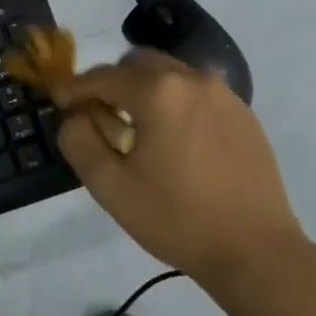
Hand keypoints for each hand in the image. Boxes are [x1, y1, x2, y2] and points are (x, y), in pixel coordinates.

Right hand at [50, 49, 305, 288]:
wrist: (256, 251)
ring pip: (170, 74)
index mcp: (158, 91)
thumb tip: (75, 117)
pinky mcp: (244, 113)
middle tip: (100, 117)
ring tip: (138, 130)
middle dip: (112, 83)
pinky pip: (197, 92)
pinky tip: (176, 141)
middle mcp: (192, 78)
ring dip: (145, 90)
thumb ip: (80, 142)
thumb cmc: (177, 219)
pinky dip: (176, 103)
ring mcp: (223, 93)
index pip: (102, 76)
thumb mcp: (111, 187)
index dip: (74, 88)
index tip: (59, 103)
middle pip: (138, 63)